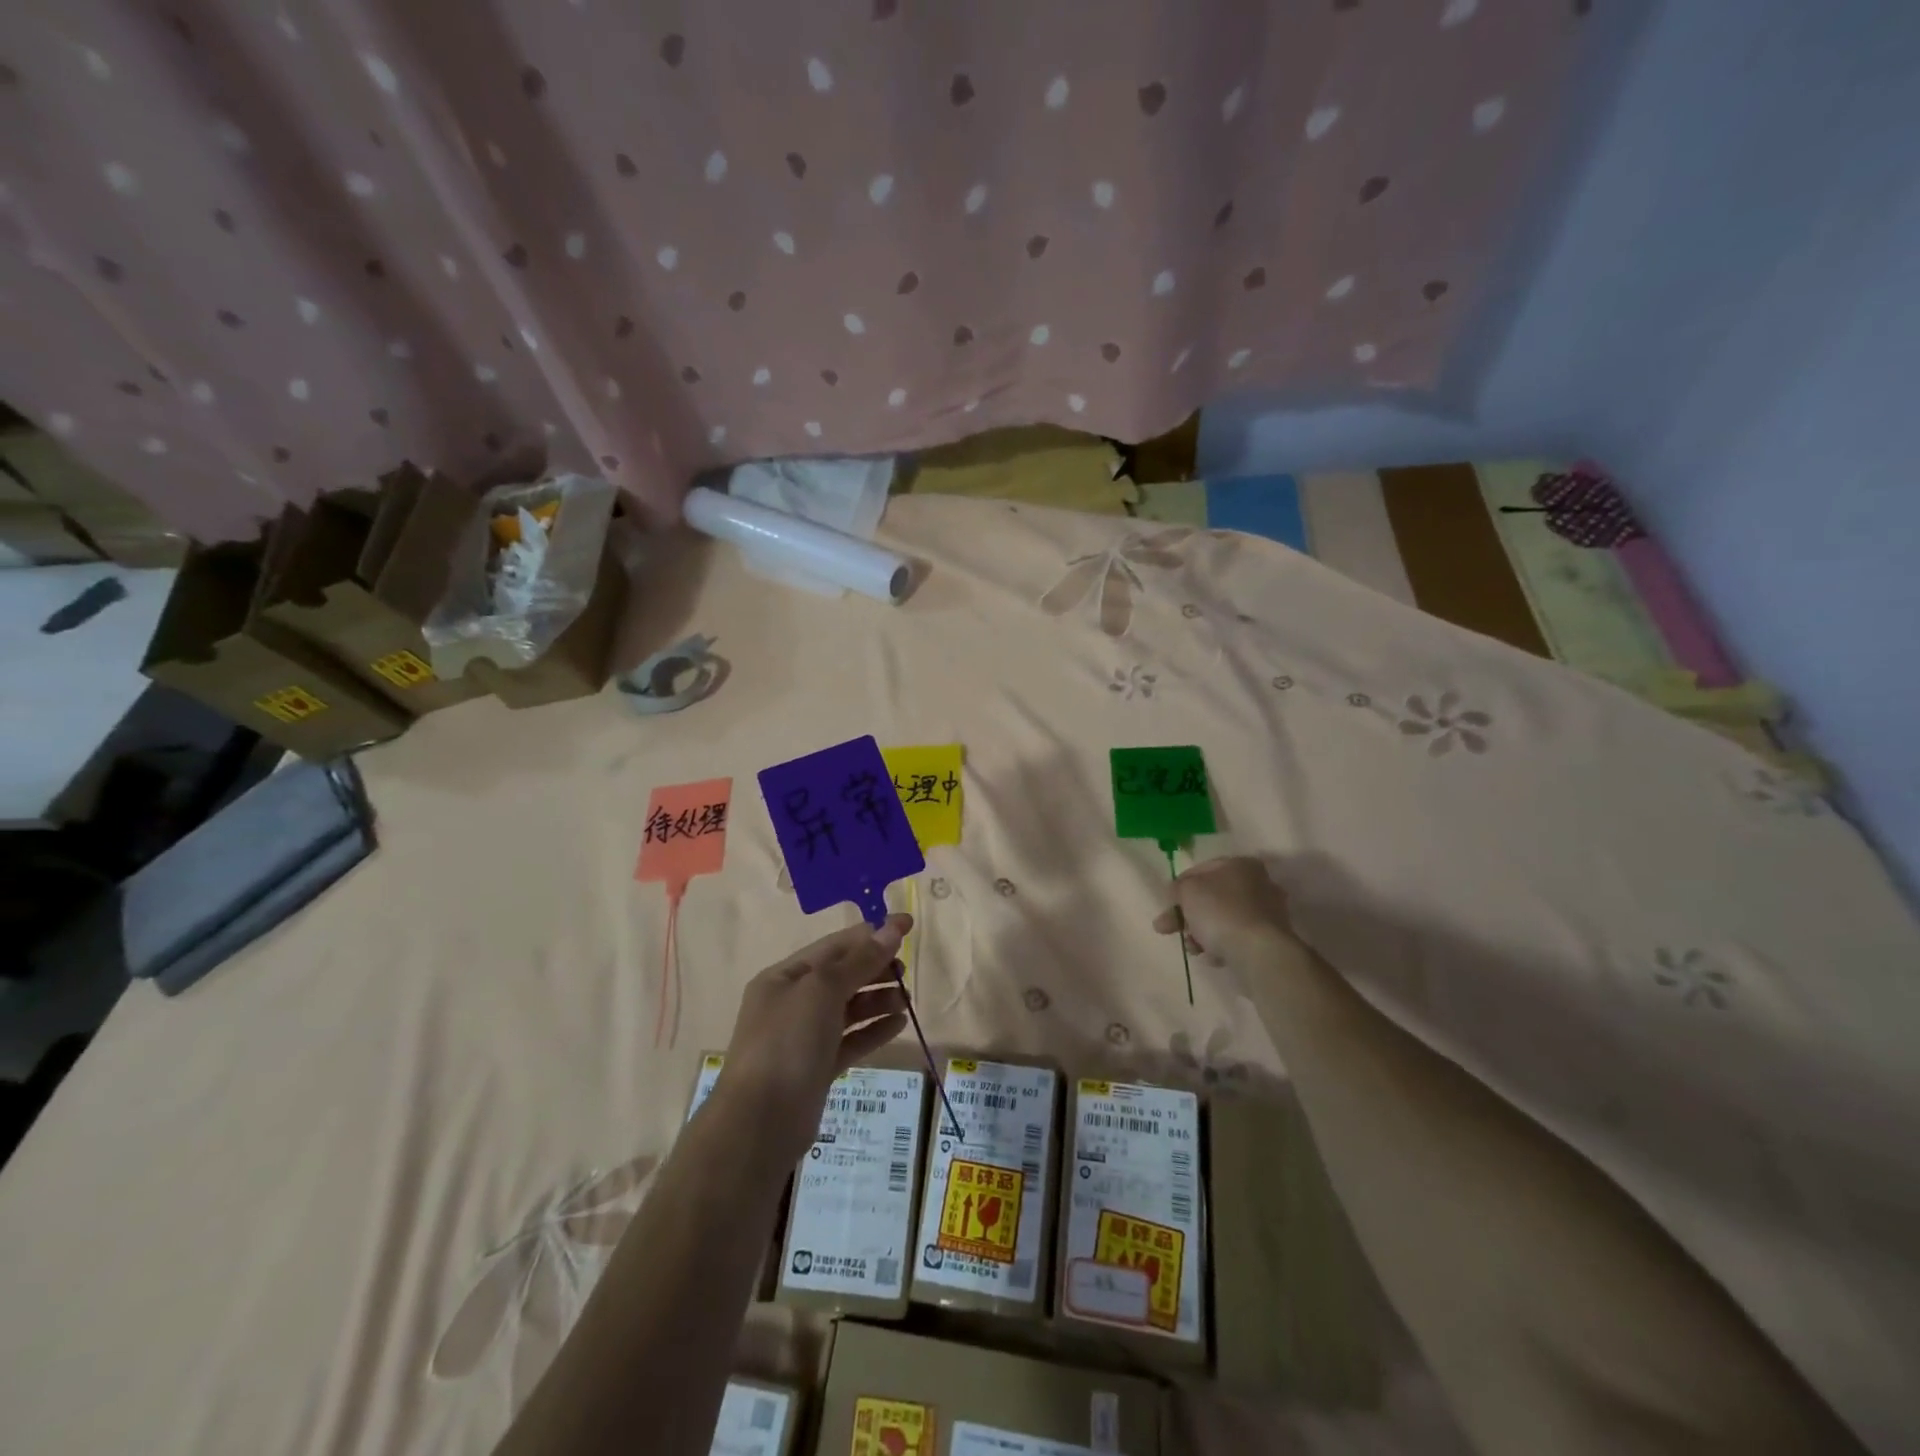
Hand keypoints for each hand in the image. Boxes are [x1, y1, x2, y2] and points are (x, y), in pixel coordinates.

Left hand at [718, 915, 911, 1157]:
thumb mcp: (823, 990)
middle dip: (875, 969)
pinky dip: (874, 1030)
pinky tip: (899, 1025)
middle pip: (841, 975)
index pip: (834, 946)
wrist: (760, 1123)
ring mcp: (804, 1037)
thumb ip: (861, 959)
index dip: (871, 933)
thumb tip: (893, 927)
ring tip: (906, 1000)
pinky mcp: (818, 1067)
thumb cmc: (787, 1043)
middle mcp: (792, 1003)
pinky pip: (851, 1040)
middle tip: (905, 972)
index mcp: (784, 977)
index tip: (907, 926)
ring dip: (878, 999)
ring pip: (848, 1009)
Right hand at [1153, 855, 1297, 957]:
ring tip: (1192, 948)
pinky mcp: (1269, 938)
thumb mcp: (1187, 891)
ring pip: (1222, 919)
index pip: (1200, 871)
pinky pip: (1236, 938)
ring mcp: (1266, 912)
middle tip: (1165, 929)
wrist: (1258, 952)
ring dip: (1201, 933)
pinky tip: (1212, 956)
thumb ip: (1178, 887)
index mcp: (1240, 865)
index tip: (1167, 904)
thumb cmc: (1220, 911)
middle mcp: (1258, 883)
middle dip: (1186, 915)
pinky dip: (1221, 945)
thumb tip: (1178, 893)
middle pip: (1211, 898)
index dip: (1179, 887)